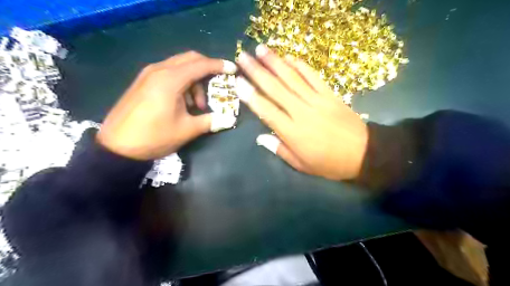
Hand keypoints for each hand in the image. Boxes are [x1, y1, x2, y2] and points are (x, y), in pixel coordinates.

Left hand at [97, 50, 236, 158]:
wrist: (117, 146)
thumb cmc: (154, 137)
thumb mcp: (187, 130)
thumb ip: (210, 121)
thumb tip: (229, 119)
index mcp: (171, 80)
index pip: (201, 65)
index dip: (219, 66)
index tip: (233, 69)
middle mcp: (159, 70)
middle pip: (190, 59)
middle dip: (207, 70)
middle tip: (217, 86)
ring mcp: (148, 74)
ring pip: (179, 66)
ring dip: (194, 81)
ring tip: (197, 105)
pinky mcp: (143, 81)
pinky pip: (168, 73)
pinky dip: (182, 83)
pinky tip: (182, 103)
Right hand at [237, 45, 368, 179]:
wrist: (363, 153)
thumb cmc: (329, 163)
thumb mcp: (302, 165)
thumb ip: (280, 150)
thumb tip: (260, 137)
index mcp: (293, 132)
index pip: (267, 110)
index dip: (251, 96)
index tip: (238, 82)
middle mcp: (302, 112)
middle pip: (276, 89)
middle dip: (257, 72)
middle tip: (242, 57)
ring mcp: (317, 100)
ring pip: (292, 78)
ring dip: (275, 62)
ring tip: (260, 49)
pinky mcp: (330, 94)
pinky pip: (313, 76)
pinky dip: (301, 65)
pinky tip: (289, 57)